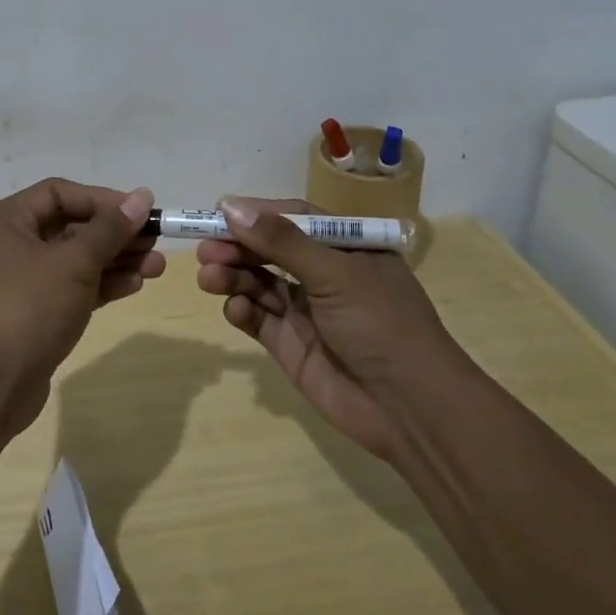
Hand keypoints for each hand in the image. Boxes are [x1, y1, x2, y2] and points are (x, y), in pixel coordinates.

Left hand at [0, 179, 162, 437]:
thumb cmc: (29, 308)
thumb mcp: (74, 262)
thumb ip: (110, 229)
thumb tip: (142, 196)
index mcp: (6, 221)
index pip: (59, 193)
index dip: (102, 199)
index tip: (140, 211)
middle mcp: (10, 244)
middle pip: (71, 226)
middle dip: (115, 234)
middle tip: (155, 240)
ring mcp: (22, 281)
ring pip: (76, 259)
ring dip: (116, 260)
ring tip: (156, 267)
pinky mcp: (35, 312)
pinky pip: (73, 286)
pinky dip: (102, 284)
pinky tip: (135, 285)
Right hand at [196, 197, 448, 461]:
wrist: (410, 408)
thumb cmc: (381, 323)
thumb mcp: (336, 273)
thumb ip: (282, 241)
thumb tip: (231, 206)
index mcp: (346, 248)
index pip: (294, 219)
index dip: (257, 214)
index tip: (219, 212)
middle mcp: (324, 275)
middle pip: (270, 251)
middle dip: (237, 247)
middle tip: (205, 249)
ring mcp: (306, 311)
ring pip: (258, 282)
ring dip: (233, 276)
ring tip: (209, 276)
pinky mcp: (290, 345)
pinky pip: (258, 318)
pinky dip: (242, 310)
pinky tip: (236, 309)